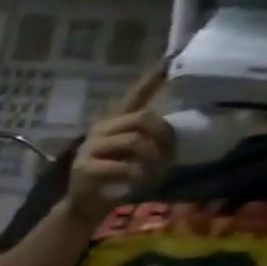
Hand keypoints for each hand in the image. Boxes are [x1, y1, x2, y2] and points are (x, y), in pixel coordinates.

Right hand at [66, 67, 175, 223]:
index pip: (133, 98)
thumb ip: (152, 140)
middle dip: (162, 137)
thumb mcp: (137, 156)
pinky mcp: (85, 168)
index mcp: (113, 126)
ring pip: (135, 142)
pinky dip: (136, 176)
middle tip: (168, 155)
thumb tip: (181, 131)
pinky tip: (135, 183)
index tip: (168, 60)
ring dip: (152, 159)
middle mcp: (99, 131)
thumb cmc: (116, 180)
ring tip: (152, 173)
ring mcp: (89, 149)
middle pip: (142, 119)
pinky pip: (123, 166)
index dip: (150, 80)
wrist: (86, 205)